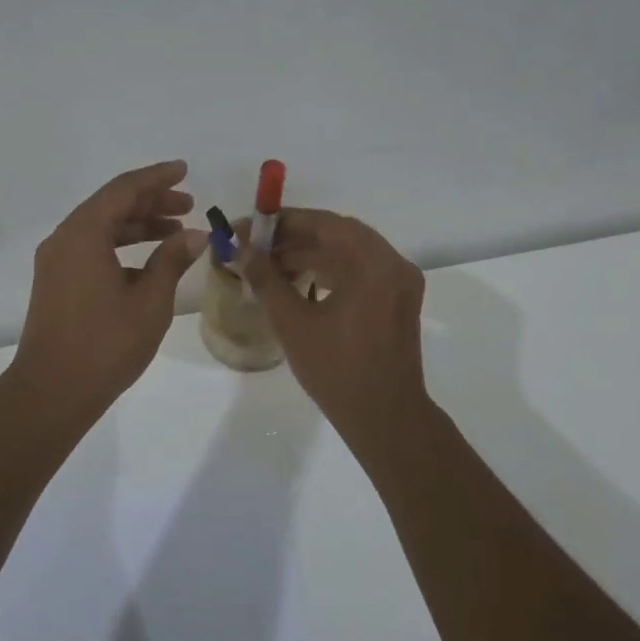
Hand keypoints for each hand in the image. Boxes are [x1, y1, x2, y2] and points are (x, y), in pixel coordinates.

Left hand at [9, 160, 206, 422]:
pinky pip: (91, 249)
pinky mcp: (55, 282)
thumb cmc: (105, 344)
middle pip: (111, 205)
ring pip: (101, 228)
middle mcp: (64, 238)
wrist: (52, 390)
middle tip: (188, 206)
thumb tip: (195, 235)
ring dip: (138, 225)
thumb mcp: (149, 301)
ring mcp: (56, 261)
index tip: (185, 171)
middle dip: (151, 202)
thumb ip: (171, 260)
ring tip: (176, 233)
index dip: (157, 178)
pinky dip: (120, 247)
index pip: (124, 189)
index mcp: (84, 233)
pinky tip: (149, 264)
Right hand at [239, 209, 431, 444]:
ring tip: (267, 264)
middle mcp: (393, 264)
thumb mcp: (293, 322)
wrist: (385, 419)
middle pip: (337, 235)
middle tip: (254, 245)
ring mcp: (398, 284)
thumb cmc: (338, 370)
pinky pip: (358, 273)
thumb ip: (266, 279)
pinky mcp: (396, 302)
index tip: (248, 227)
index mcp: (374, 263)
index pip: (324, 224)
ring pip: (347, 254)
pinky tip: (296, 280)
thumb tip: (241, 250)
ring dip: (308, 254)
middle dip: (292, 238)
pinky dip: (327, 271)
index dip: (282, 222)